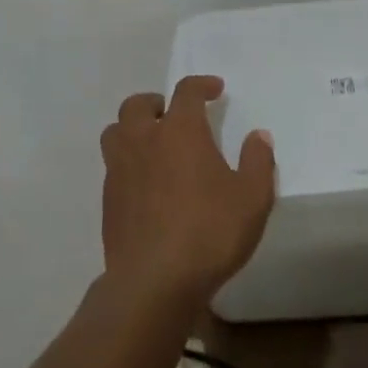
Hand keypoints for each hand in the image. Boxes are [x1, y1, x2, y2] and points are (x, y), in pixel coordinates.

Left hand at [100, 75, 276, 310]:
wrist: (154, 282)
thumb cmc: (209, 232)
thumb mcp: (252, 198)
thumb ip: (258, 161)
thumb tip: (258, 136)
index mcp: (180, 131)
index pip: (186, 91)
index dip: (201, 85)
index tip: (215, 90)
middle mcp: (144, 140)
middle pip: (137, 105)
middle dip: (156, 103)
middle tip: (174, 115)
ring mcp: (120, 170)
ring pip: (116, 132)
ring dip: (133, 129)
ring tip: (153, 144)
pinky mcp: (108, 200)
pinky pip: (112, 166)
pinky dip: (127, 163)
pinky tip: (146, 184)